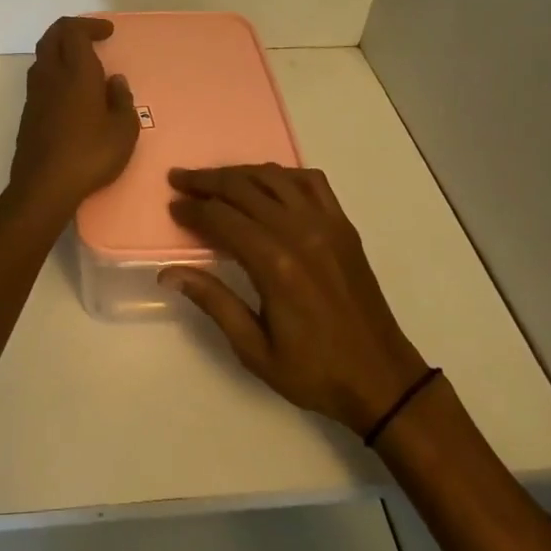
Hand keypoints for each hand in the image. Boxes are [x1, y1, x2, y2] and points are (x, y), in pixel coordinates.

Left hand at [5, 16, 139, 218]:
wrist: (43, 187)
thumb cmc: (90, 155)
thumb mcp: (124, 131)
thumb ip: (122, 100)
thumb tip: (115, 81)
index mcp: (76, 72)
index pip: (73, 31)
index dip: (89, 25)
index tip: (107, 32)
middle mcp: (51, 76)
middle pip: (52, 37)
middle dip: (71, 30)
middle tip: (92, 37)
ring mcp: (35, 95)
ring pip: (42, 58)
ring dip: (60, 51)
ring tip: (82, 64)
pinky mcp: (28, 114)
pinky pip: (40, 80)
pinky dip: (55, 74)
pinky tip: (70, 93)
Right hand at [163, 164, 429, 435]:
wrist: (380, 377)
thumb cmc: (313, 371)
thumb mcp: (254, 349)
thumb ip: (213, 302)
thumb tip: (169, 273)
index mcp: (275, 264)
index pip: (222, 219)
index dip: (193, 210)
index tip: (172, 207)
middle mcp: (299, 232)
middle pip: (244, 188)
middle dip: (206, 181)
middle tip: (179, 180)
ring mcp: (326, 224)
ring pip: (274, 177)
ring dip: (240, 173)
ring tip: (214, 178)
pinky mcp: (343, 225)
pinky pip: (311, 181)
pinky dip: (283, 174)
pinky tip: (267, 182)